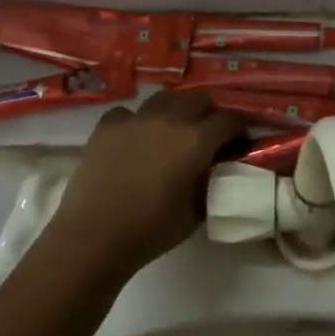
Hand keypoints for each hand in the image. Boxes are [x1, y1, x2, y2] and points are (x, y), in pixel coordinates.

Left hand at [40, 89, 245, 282]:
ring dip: (177, 110)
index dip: (241, 127)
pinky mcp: (106, 125)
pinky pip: (130, 112)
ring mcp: (134, 118)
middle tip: (211, 133)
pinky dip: (138, 121)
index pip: (229, 119)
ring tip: (174, 130)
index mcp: (196, 141)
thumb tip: (213, 175)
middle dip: (210, 112)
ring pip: (165, 98)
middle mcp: (168, 119)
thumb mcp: (195, 213)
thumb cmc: (150, 231)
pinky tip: (136, 138)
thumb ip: (209, 186)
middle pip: (199, 98)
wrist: (93, 236)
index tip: (241, 140)